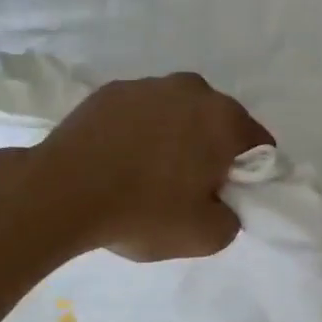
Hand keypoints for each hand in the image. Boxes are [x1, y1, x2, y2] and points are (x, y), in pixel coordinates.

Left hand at [30, 72, 273, 261]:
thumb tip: (223, 203)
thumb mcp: (206, 236)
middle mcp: (192, 90)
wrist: (62, 193)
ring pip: (178, 113)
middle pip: (218, 123)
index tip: (226, 196)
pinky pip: (140, 112)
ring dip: (175, 136)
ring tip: (147, 173)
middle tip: (188, 188)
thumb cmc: (143, 212)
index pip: (259, 145)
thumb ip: (232, 218)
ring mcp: (147, 85)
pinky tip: (118, 159)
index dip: (249, 174)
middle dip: (212, 150)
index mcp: (224, 119)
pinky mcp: (110, 91)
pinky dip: (139, 130)